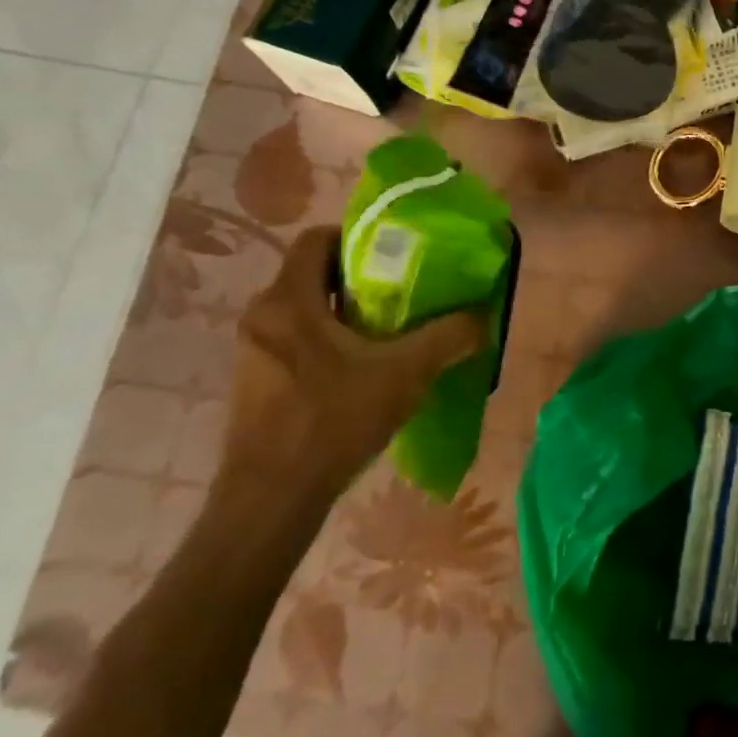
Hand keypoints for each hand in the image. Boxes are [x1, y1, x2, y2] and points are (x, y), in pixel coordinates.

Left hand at [223, 226, 485, 510]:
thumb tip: (484, 318)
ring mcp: (253, 351)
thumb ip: (448, 337)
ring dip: (346, 314)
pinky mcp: (255, 382)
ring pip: (306, 311)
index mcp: (288, 300)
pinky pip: (296, 341)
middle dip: (360, 279)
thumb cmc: (333, 420)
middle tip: (405, 294)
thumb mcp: (405, 374)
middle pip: (314, 275)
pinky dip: (329, 342)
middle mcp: (262, 316)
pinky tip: (363, 372)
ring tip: (390, 334)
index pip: (316, 239)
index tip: (396, 255)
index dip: (357, 238)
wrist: (272, 498)